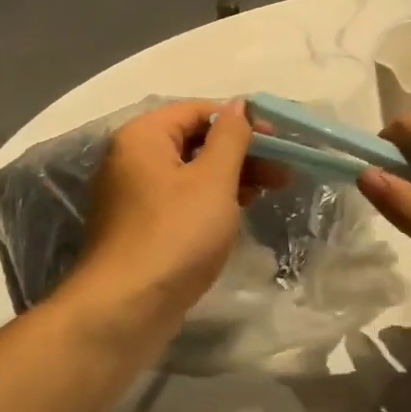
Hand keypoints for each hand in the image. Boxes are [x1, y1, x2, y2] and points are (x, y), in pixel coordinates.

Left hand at [66, 100, 285, 339]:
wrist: (127, 307)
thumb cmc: (176, 234)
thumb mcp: (213, 180)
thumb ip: (231, 137)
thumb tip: (240, 104)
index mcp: (143, 136)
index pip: (198, 110)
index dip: (242, 120)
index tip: (279, 140)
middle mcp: (131, 158)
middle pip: (193, 141)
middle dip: (241, 153)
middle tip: (282, 172)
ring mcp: (132, 195)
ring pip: (189, 173)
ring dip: (230, 178)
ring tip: (268, 193)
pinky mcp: (139, 226)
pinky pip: (179, 200)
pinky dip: (209, 201)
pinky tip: (236, 213)